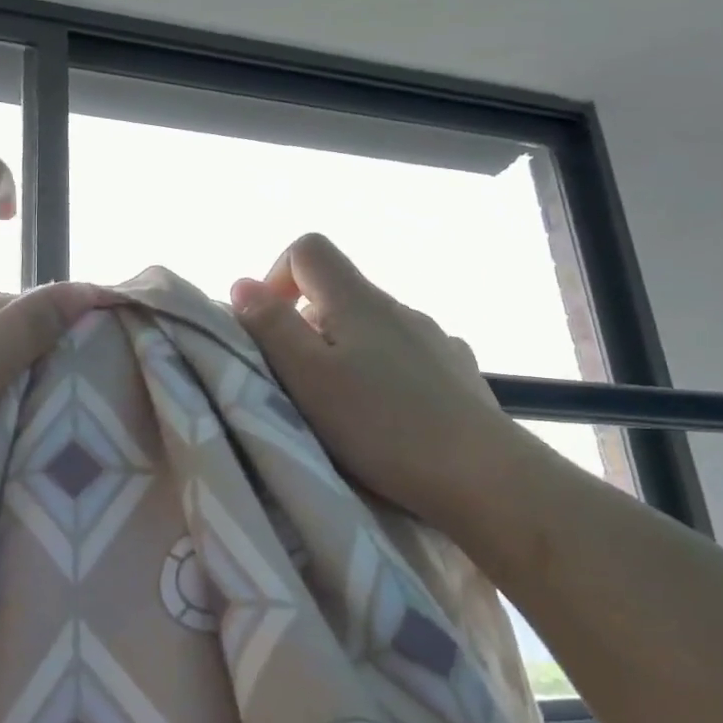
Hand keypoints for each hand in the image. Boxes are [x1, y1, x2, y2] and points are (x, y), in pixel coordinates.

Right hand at [230, 234, 527, 530]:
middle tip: (299, 385)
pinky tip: (389, 416)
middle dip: (307, 329)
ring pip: (373, 329)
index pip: (309, 250)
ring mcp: (434, 338)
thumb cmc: (380, 425)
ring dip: (346, 355)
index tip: (270, 330)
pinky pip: (407, 357)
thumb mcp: (307, 378)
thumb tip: (243, 284)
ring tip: (344, 409)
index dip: (276, 276)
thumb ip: (272, 328)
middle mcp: (399, 307)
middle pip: (339, 293)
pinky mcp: (457, 371)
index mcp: (358, 301)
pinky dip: (384, 374)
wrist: (479, 472)